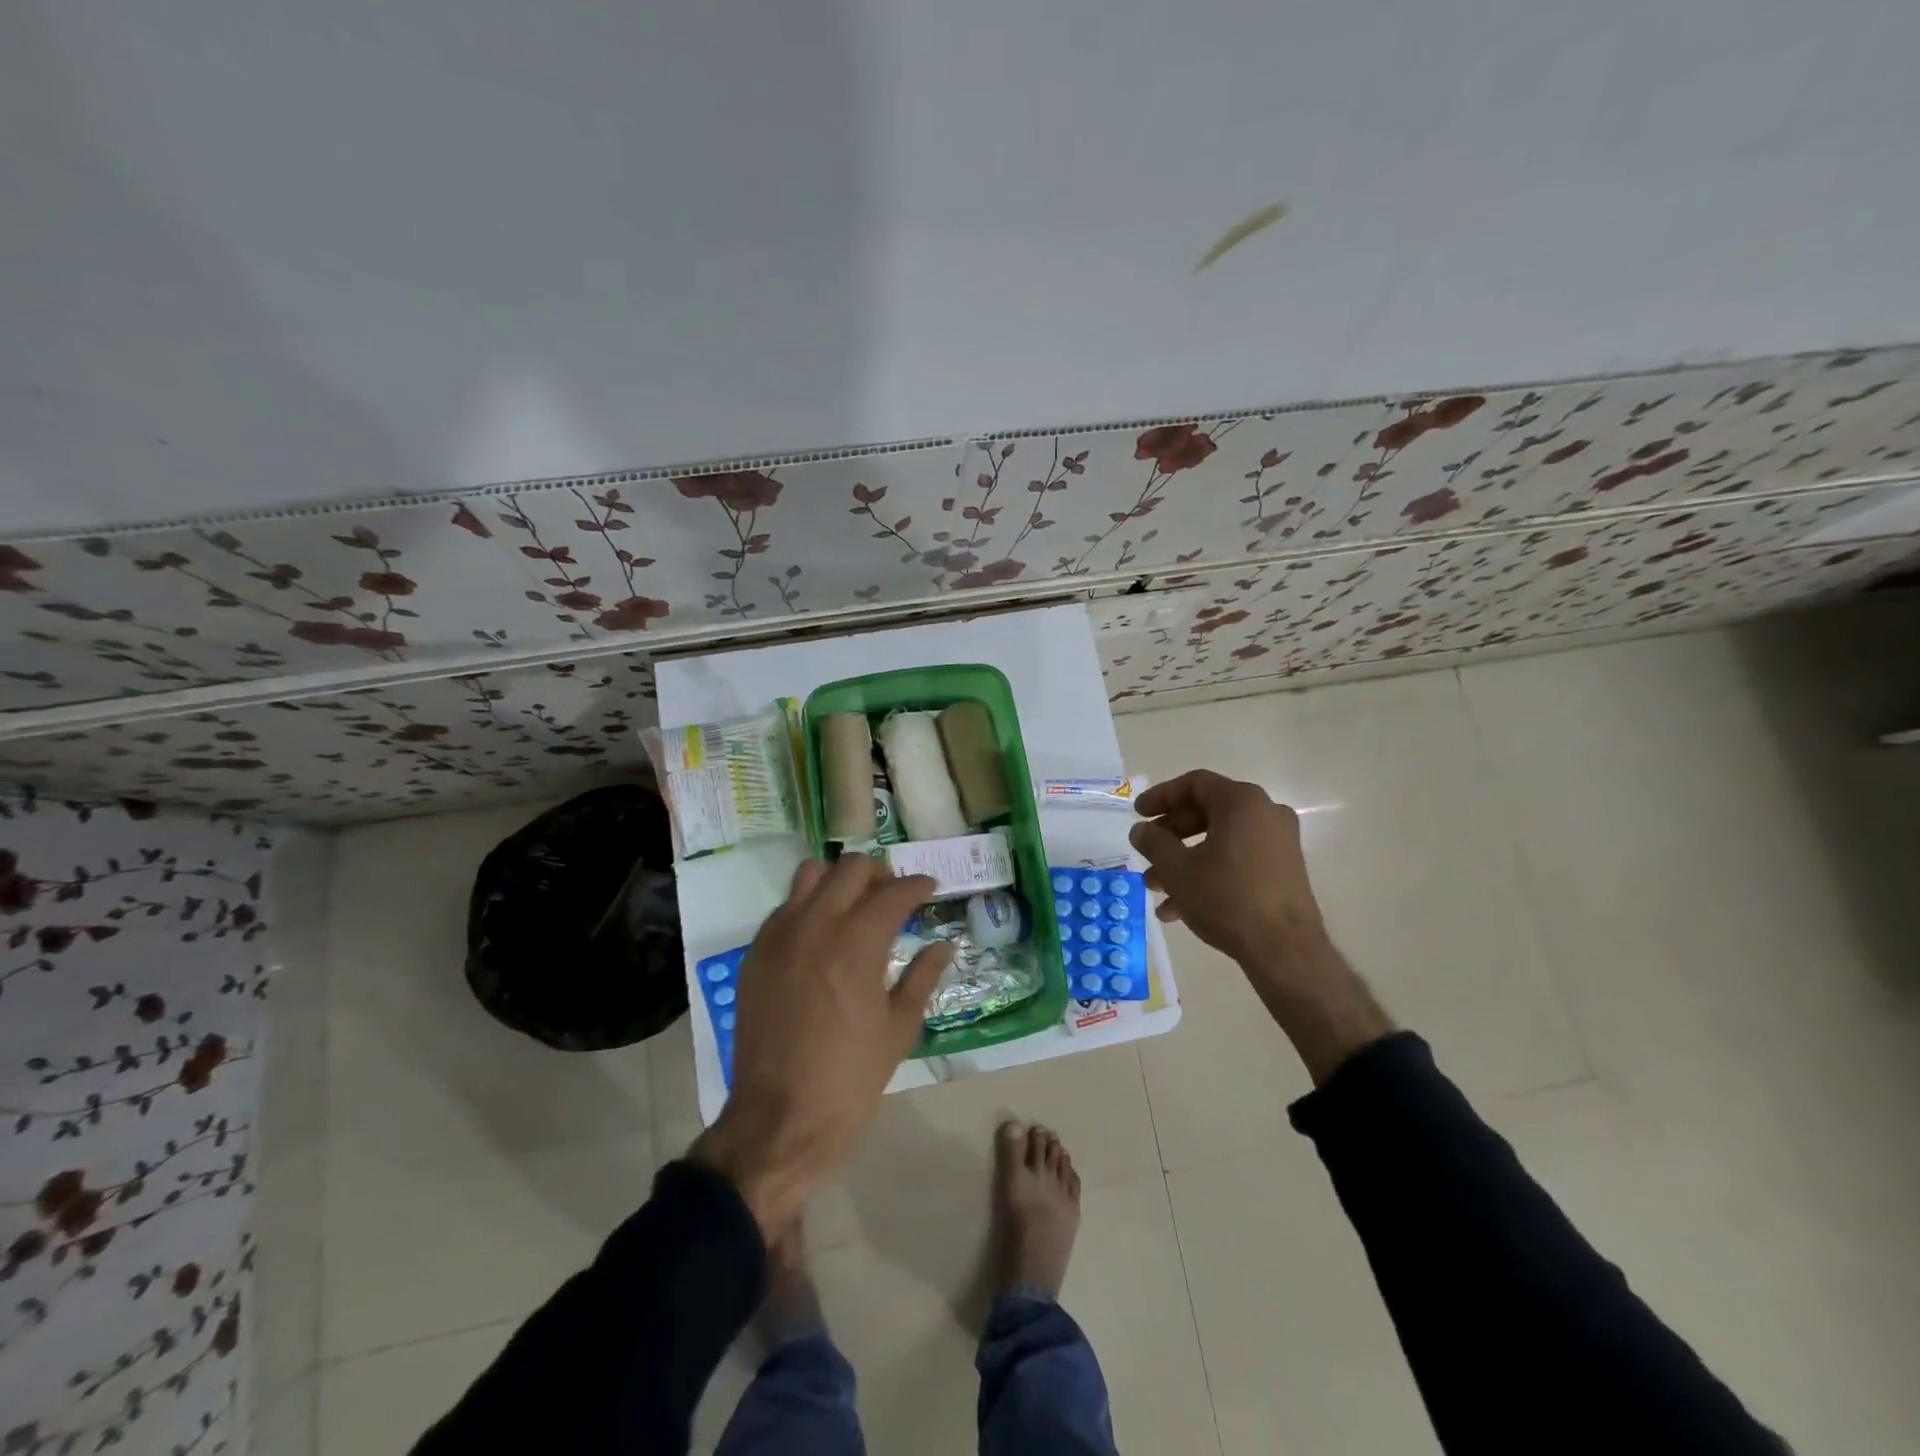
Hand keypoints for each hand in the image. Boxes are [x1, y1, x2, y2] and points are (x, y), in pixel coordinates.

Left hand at [691, 856, 951, 1237]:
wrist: (779, 1120)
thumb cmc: (850, 1079)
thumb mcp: (899, 1030)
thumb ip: (923, 977)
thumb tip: (942, 945)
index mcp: (857, 944)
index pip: (894, 892)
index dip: (918, 885)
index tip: (930, 889)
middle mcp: (816, 925)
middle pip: (851, 868)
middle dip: (880, 875)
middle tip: (895, 898)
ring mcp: (779, 936)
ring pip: (811, 874)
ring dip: (839, 881)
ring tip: (855, 907)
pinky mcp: (756, 953)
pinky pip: (785, 907)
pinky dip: (809, 906)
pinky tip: (822, 936)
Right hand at [1130, 770, 1392, 1083]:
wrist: (1284, 949)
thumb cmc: (1226, 897)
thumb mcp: (1177, 869)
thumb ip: (1153, 842)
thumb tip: (1141, 830)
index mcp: (1242, 802)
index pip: (1194, 784)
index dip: (1161, 796)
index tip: (1138, 814)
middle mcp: (1265, 813)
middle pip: (1206, 812)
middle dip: (1170, 836)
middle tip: (1146, 853)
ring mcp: (1278, 842)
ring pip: (1219, 840)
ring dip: (1184, 860)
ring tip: (1156, 888)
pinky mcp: (1283, 869)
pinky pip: (1237, 859)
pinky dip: (1208, 872)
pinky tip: (1180, 908)